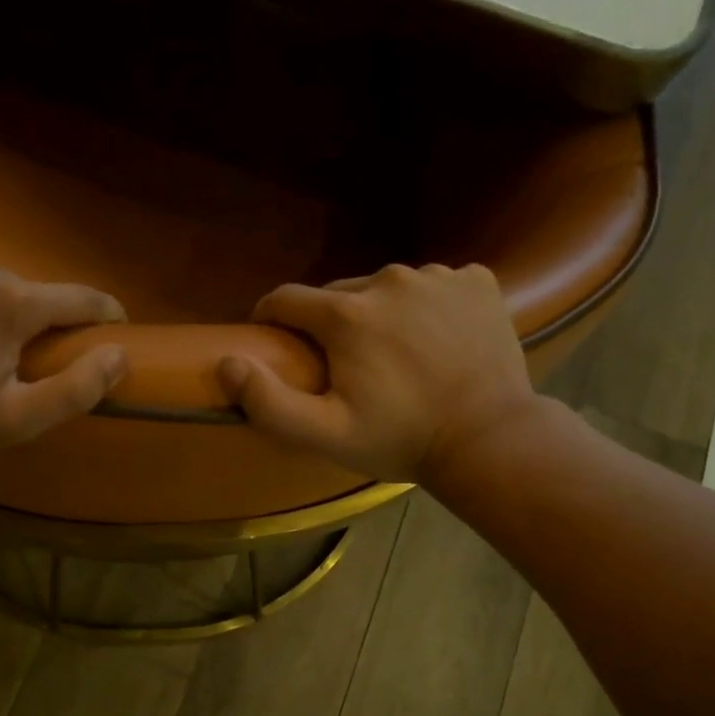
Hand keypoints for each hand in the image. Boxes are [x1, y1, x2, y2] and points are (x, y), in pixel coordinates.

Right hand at [217, 263, 537, 483]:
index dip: (272, 318)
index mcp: (346, 314)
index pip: (286, 298)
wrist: (488, 438)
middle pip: (338, 293)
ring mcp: (438, 276)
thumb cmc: (400, 439)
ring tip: (395, 356)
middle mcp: (388, 279)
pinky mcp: (477, 281)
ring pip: (387, 288)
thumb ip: (268, 401)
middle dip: (330, 323)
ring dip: (380, 314)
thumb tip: (226, 362)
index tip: (275, 341)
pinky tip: (437, 341)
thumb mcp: (325, 434)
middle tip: (344, 366)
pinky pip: (435, 285)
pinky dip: (428, 306)